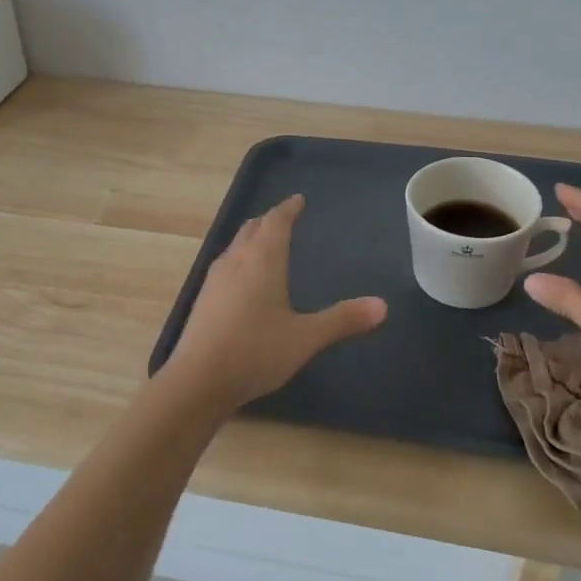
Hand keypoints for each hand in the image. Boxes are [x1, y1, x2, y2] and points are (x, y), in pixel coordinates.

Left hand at [162, 194, 387, 408]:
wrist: (197, 381)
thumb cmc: (256, 351)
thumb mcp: (306, 337)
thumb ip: (343, 320)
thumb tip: (382, 306)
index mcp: (262, 259)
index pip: (276, 221)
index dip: (289, 208)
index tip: (298, 200)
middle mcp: (236, 260)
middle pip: (252, 228)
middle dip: (269, 220)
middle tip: (284, 218)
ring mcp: (214, 280)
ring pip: (235, 245)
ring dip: (252, 238)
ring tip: (265, 244)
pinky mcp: (203, 300)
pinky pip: (225, 266)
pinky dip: (239, 260)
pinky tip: (243, 281)